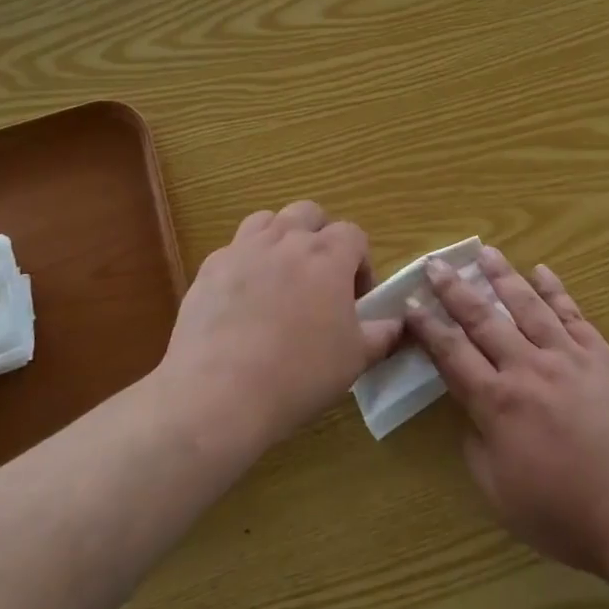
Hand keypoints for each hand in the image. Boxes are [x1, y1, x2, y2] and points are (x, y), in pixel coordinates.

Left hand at [156, 202, 401, 456]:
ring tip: (281, 278)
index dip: (360, 263)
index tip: (356, 300)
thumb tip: (399, 323)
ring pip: (267, 221)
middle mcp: (286, 240)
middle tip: (320, 279)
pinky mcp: (209, 268)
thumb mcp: (356, 360)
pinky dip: (245, 263)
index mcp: (328, 256)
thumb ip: (383, 335)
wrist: (218, 394)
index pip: (354, 234)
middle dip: (320, 237)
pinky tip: (244, 300)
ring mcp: (243, 250)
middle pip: (309, 214)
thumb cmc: (299, 374)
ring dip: (281, 239)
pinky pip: (233, 249)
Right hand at [404, 247, 608, 578]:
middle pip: (483, 320)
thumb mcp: (502, 496)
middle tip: (435, 263)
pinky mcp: (602, 356)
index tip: (410, 303)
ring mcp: (568, 356)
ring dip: (502, 277)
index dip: (428, 327)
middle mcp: (528, 368)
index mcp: (498, 403)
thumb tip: (472, 417)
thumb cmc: (568, 515)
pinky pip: (573, 314)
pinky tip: (543, 271)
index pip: (452, 354)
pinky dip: (555, 290)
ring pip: (527, 306)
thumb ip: (477, 450)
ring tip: (485, 252)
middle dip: (455, 290)